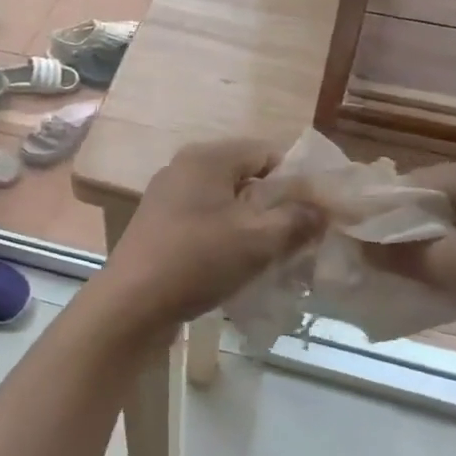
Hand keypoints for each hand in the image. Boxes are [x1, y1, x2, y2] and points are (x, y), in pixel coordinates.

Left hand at [95, 138, 322, 328]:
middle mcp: (184, 168)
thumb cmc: (197, 260)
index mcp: (207, 158)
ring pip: (226, 203)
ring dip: (253, 225)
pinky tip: (240, 266)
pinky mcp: (159, 226)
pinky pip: (206, 222)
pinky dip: (227, 237)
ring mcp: (168, 197)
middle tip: (301, 237)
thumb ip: (297, 219)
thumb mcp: (258, 239)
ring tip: (276, 255)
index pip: (267, 152)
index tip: (319, 211)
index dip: (298, 179)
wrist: (132, 303)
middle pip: (246, 177)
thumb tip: (323, 209)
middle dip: (277, 205)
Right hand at [370, 157, 455, 374]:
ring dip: (429, 256)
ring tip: (401, 282)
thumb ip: (401, 256)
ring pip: (455, 233)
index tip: (353, 242)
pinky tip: (443, 293)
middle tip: (372, 267)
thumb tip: (356, 248)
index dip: (379, 213)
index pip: (410, 184)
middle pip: (431, 208)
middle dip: (402, 237)